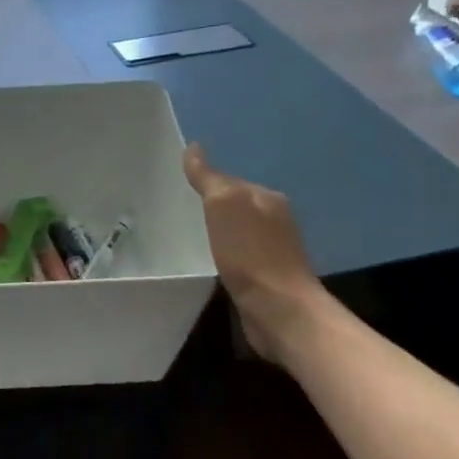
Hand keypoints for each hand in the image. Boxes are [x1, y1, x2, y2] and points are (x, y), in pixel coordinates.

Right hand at [183, 143, 328, 360]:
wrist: (280, 310)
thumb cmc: (250, 253)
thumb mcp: (223, 205)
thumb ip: (209, 178)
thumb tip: (194, 148)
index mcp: (266, 197)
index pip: (228, 181)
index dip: (204, 182)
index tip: (179, 186)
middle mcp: (275, 219)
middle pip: (235, 205)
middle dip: (212, 205)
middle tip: (180, 208)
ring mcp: (273, 250)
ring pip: (237, 230)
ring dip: (218, 230)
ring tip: (190, 233)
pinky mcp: (266, 277)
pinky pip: (239, 255)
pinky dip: (224, 253)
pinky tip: (209, 259)